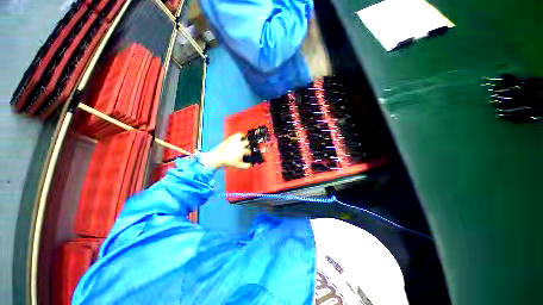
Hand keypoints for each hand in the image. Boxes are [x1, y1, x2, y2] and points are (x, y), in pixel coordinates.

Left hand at [200, 133, 251, 168]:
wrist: (217, 157)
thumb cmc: (228, 162)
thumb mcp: (238, 166)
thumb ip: (246, 166)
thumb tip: (250, 164)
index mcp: (242, 151)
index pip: (249, 151)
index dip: (250, 153)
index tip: (249, 155)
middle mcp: (239, 144)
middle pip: (247, 142)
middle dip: (248, 145)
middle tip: (247, 147)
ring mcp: (235, 140)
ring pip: (242, 135)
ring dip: (245, 138)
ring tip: (245, 139)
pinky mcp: (230, 138)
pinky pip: (237, 134)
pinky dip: (240, 135)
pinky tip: (239, 138)